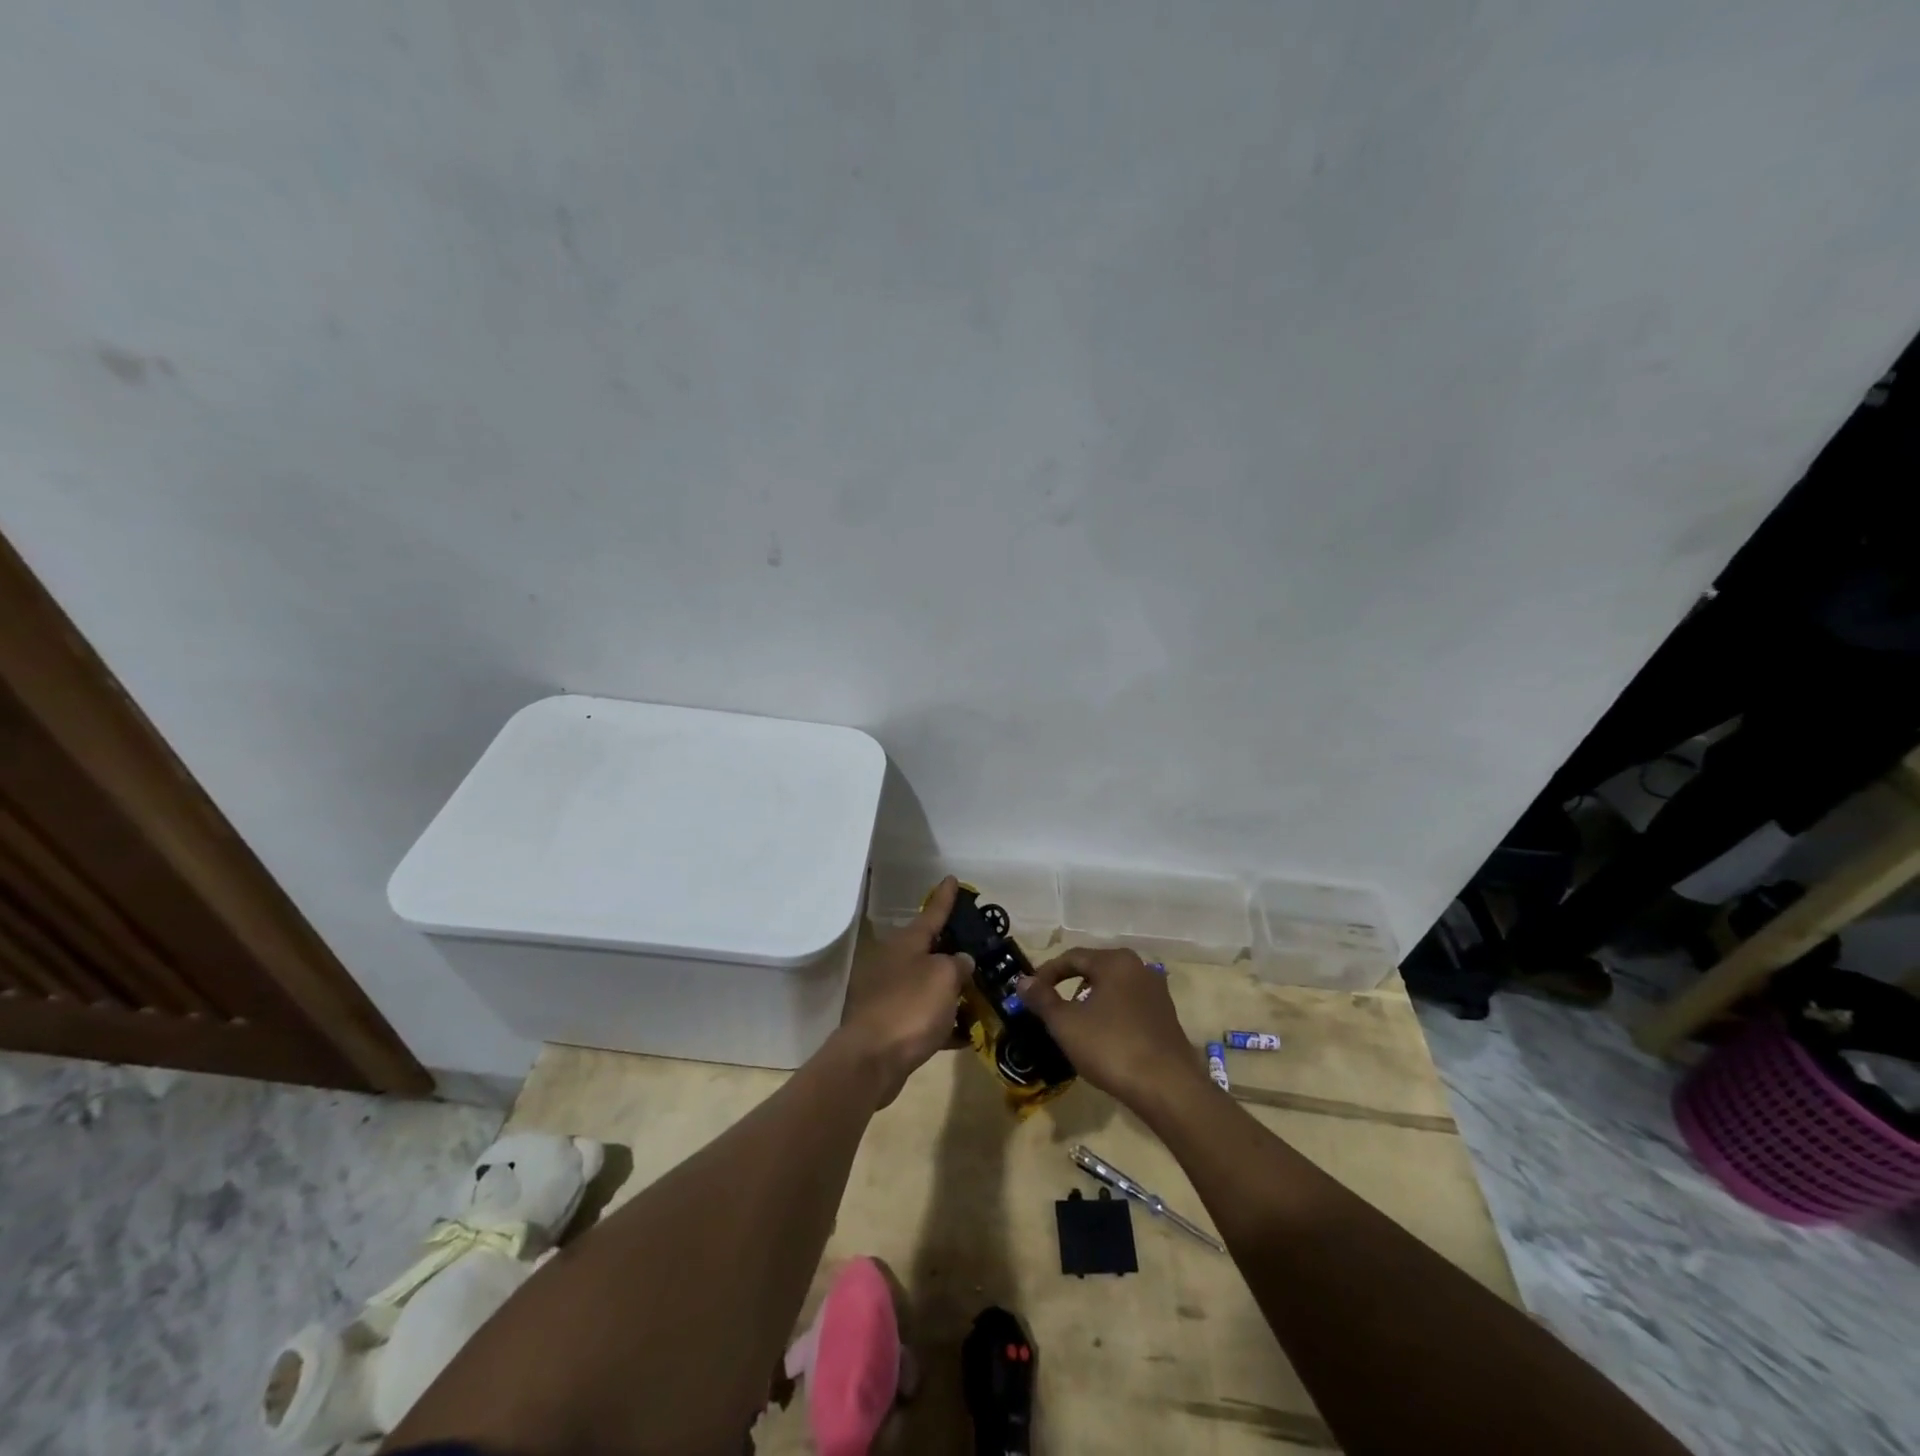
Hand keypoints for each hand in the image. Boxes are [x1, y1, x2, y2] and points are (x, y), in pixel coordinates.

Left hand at [837, 876, 972, 1105]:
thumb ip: (958, 964)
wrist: (871, 1060)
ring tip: (982, 994)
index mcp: (906, 944)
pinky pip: (926, 1017)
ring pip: (929, 985)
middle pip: (930, 950)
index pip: (932, 913)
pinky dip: (945, 1021)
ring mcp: (891, 994)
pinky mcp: (892, 1025)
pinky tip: (967, 1033)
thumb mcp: (944, 977)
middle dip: (953, 950)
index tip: (952, 878)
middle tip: (979, 949)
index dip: (945, 897)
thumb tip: (960, 962)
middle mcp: (896, 963)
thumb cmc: (910, 1008)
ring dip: (953, 990)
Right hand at [1017, 948, 1208, 1114]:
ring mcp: (1157, 992)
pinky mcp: (1167, 1017)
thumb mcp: (1066, 1024)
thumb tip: (1022, 981)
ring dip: (1090, 1001)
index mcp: (1115, 961)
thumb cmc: (1111, 1047)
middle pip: (1094, 970)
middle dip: (1069, 986)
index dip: (1046, 973)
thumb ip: (1042, 999)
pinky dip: (1111, 1014)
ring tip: (1075, 1026)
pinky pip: (1129, 1006)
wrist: (1168, 1088)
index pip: (1072, 957)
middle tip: (1050, 1008)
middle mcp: (1139, 968)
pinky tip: (1103, 1039)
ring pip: (1113, 988)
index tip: (1029, 993)